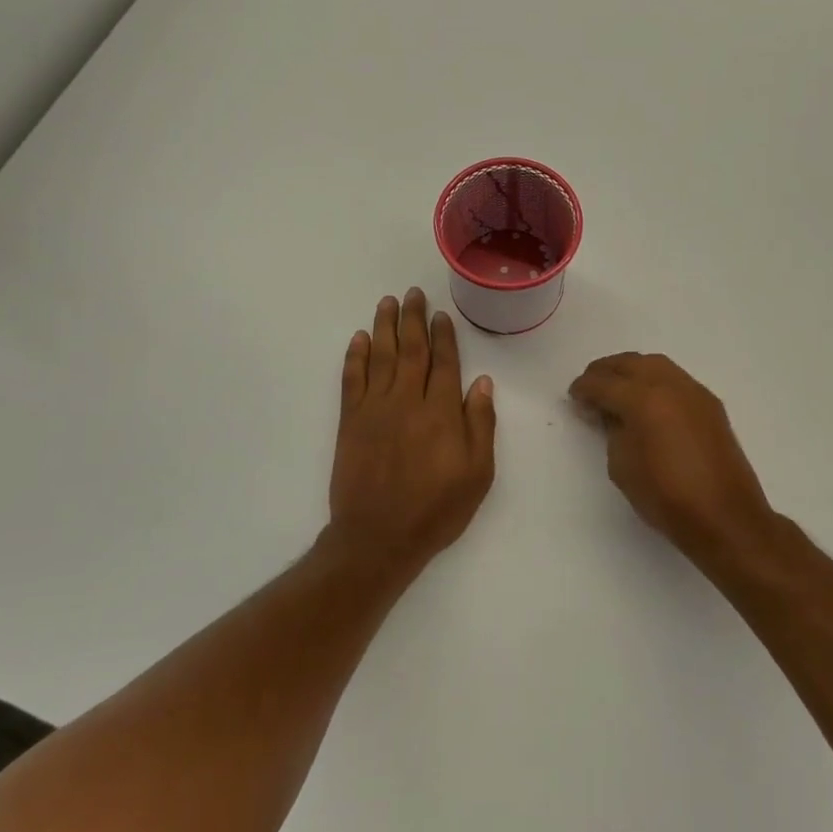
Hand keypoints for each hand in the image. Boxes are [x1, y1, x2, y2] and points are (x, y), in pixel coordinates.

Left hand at [329, 289, 496, 568]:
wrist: (378, 538)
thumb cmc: (436, 509)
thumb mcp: (477, 474)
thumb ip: (480, 425)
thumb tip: (481, 382)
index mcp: (441, 412)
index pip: (444, 362)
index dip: (444, 335)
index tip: (441, 314)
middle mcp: (408, 400)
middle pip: (411, 349)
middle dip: (413, 319)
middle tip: (413, 293)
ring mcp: (375, 408)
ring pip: (381, 356)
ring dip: (384, 326)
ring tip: (387, 302)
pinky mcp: (350, 421)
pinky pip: (352, 379)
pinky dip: (355, 356)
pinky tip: (359, 338)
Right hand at [569, 353, 774, 562]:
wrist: (725, 518)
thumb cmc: (666, 497)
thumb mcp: (622, 466)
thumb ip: (612, 431)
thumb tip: (610, 413)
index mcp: (643, 400)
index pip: (603, 383)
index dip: (583, 388)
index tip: (573, 396)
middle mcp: (669, 385)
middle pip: (630, 363)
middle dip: (606, 371)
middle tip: (591, 386)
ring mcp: (694, 392)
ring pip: (655, 365)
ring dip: (632, 371)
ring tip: (617, 389)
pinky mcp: (710, 404)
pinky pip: (675, 379)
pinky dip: (655, 381)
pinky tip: (648, 401)